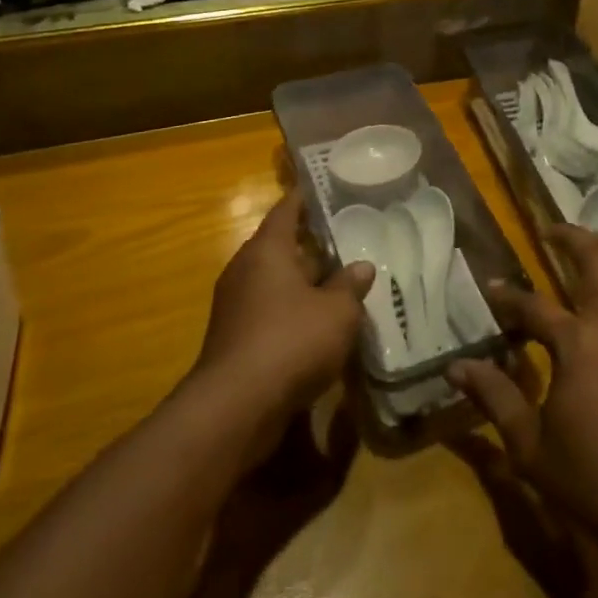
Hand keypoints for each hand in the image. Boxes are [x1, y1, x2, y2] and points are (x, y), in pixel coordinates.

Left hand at [193, 192, 373, 428]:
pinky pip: (270, 312)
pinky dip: (293, 311)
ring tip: (342, 282)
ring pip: (277, 282)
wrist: (235, 408)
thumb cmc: (291, 341)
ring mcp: (236, 306)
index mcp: (267, 250)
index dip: (306, 197)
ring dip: (305, 283)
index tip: (325, 188)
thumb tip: (362, 266)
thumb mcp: (337, 311)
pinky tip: (321, 324)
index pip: (287, 210)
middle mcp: (246, 270)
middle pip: (282, 247)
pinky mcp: (236, 339)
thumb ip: (350, 285)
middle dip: (312, 246)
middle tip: (348, 239)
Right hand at [449, 225, 597, 568]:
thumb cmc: (592, 480)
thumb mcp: (529, 445)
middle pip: (596, 259)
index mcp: (579, 344)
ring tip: (588, 243)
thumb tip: (456, 366)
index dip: (508, 297)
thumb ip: (493, 396)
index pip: (533, 306)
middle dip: (571, 237)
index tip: (491, 288)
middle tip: (551, 231)